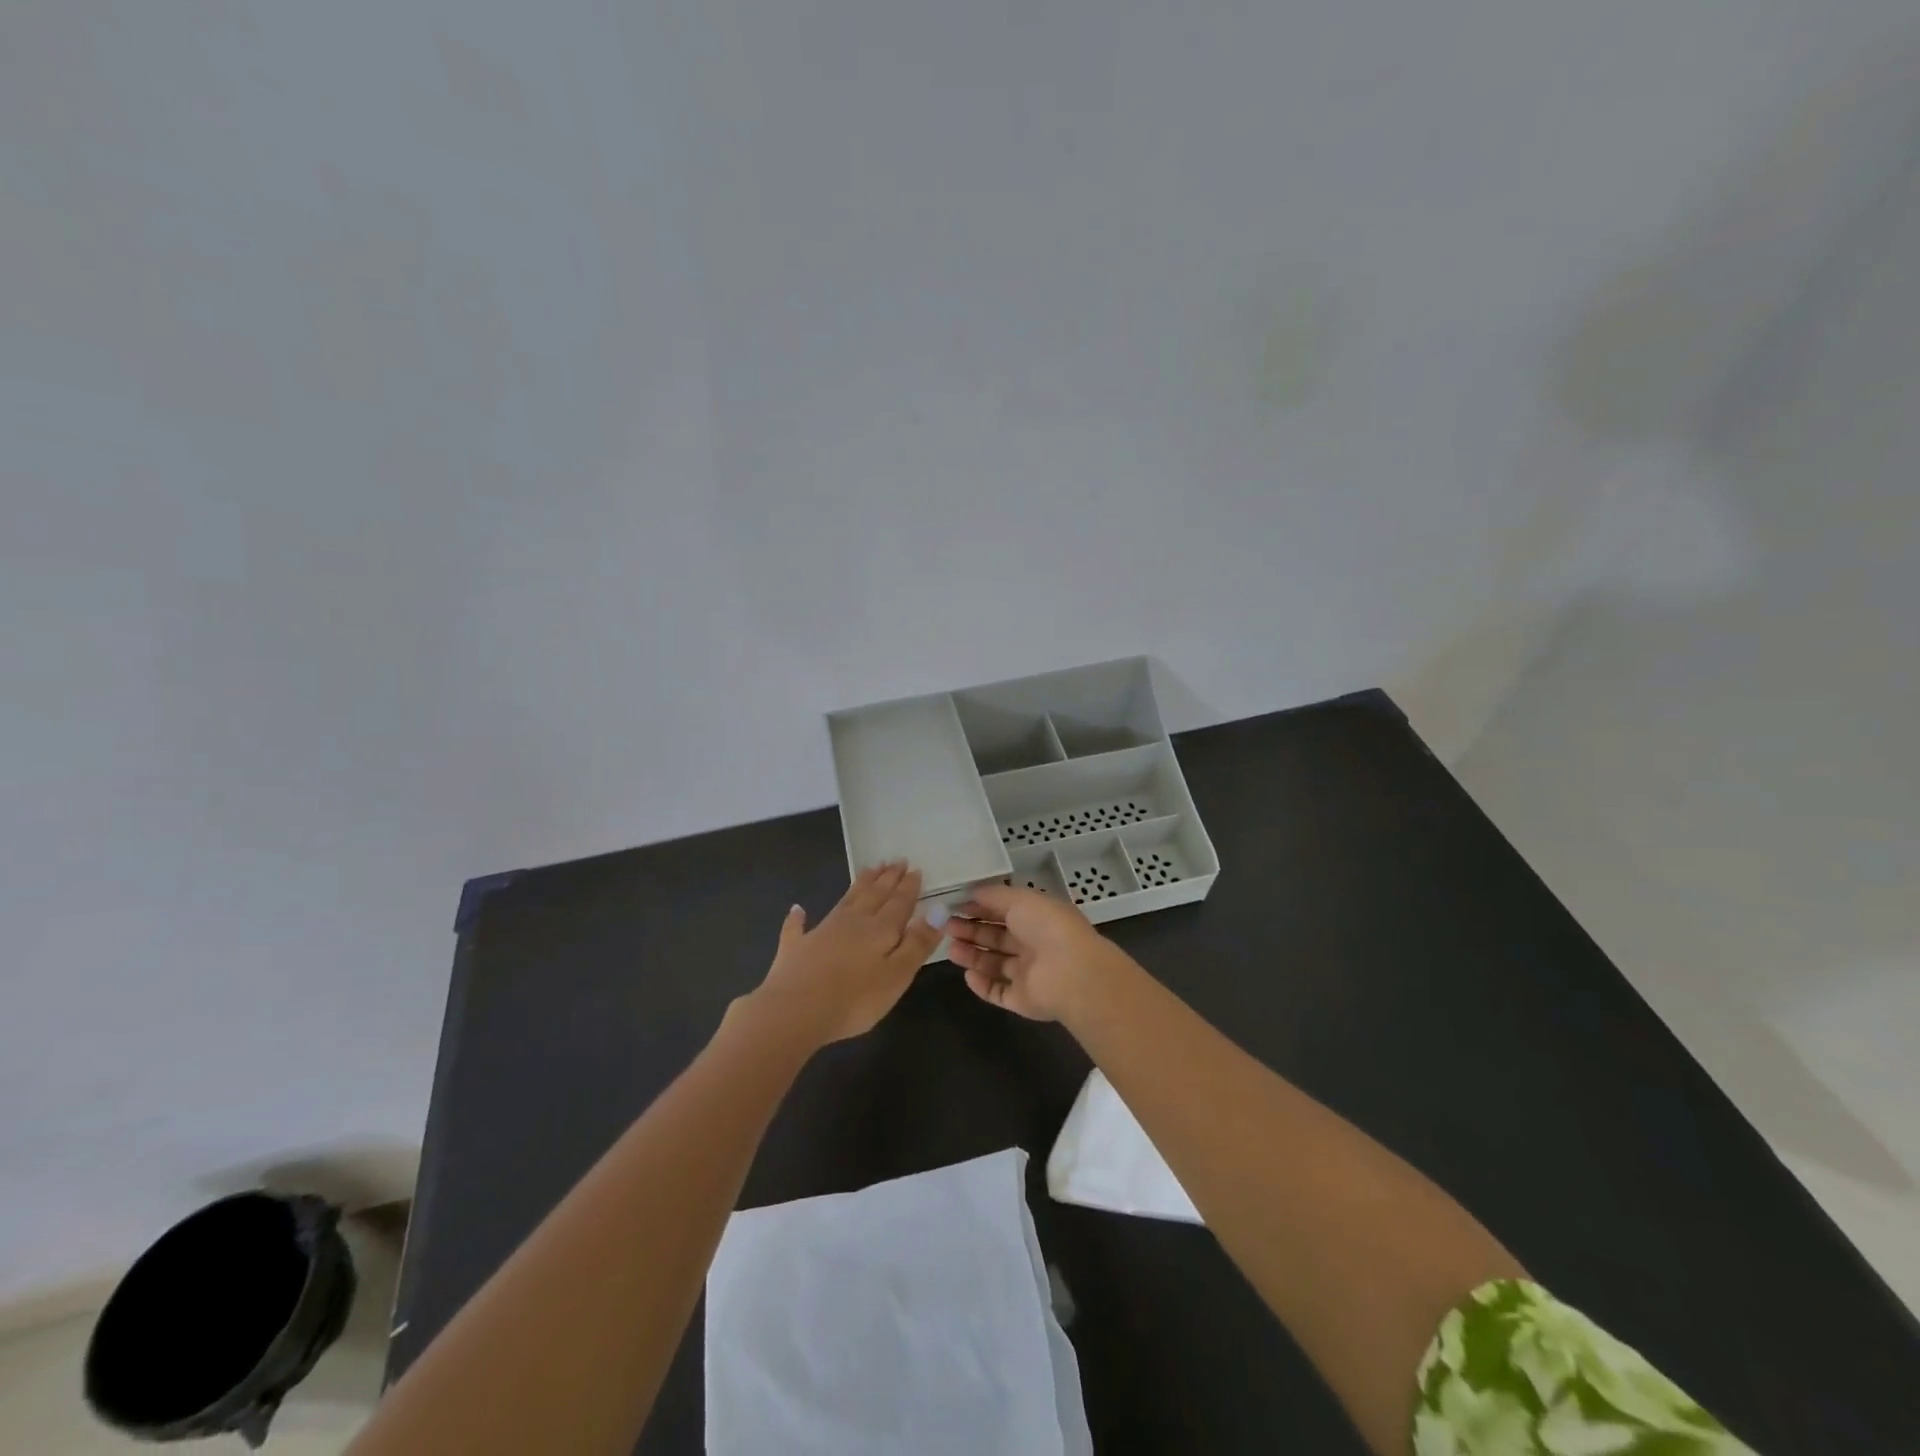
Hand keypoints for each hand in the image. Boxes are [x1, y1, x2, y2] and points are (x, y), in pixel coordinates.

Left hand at [749, 862, 940, 1047]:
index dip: (909, 886)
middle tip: (896, 860)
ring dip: (859, 885)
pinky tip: (797, 909)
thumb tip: (937, 910)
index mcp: (880, 929)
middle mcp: (852, 921)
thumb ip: (918, 943)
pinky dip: (798, 917)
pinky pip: (798, 927)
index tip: (915, 868)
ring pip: (846, 901)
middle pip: (874, 894)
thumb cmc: (855, 998)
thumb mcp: (898, 974)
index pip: (899, 902)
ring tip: (869, 869)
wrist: (795, 1010)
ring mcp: (821, 931)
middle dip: (887, 878)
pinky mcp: (796, 947)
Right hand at [946, 883, 1126, 1021]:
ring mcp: (1029, 974)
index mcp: (1037, 918)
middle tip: (946, 927)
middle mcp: (1033, 944)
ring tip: (950, 948)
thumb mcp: (1020, 899)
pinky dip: (982, 985)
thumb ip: (993, 896)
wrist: (1071, 973)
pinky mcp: (1023, 999)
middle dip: (972, 931)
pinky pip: (998, 991)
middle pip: (996, 937)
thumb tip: (971, 892)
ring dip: (972, 956)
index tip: (954, 905)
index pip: (1004, 911)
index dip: (979, 908)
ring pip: (995, 964)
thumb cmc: (1047, 927)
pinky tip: (967, 975)